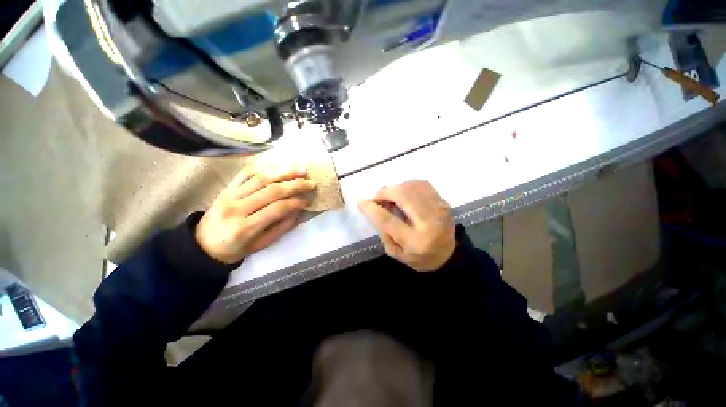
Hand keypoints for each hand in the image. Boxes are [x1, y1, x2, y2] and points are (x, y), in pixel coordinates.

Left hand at [196, 166, 315, 263]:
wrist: (203, 244)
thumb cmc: (235, 249)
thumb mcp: (261, 245)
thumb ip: (281, 227)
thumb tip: (299, 211)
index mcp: (245, 227)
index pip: (277, 209)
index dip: (296, 203)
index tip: (308, 201)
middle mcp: (237, 208)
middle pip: (271, 191)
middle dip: (295, 185)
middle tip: (311, 183)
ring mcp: (230, 195)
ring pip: (261, 178)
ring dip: (284, 172)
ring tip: (301, 171)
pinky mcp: (226, 188)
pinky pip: (246, 173)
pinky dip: (264, 168)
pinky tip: (278, 167)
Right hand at [357, 180, 455, 271]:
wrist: (448, 255)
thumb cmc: (418, 257)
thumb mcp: (395, 252)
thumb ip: (383, 231)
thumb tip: (374, 207)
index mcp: (415, 241)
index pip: (387, 220)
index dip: (371, 208)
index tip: (361, 202)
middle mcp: (429, 222)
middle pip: (402, 195)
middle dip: (384, 193)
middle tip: (377, 199)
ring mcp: (439, 209)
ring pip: (411, 186)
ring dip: (395, 188)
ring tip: (390, 198)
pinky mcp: (443, 201)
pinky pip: (421, 184)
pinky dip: (407, 185)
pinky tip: (404, 194)